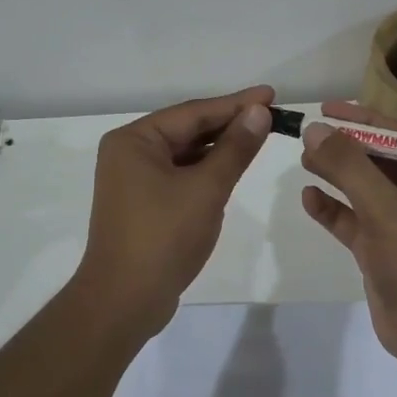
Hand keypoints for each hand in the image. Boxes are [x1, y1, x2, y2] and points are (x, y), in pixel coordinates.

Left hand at [73, 85, 275, 338]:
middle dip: (229, 124)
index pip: (194, 112)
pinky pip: (180, 175)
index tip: (271, 95)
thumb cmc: (163, 237)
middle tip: (271, 116)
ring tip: (259, 137)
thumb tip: (259, 112)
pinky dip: (206, 170)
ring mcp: (134, 180)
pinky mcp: (143, 204)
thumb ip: (235, 148)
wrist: (124, 300)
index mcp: (135, 140)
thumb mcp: (206, 188)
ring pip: (186, 153)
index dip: (236, 103)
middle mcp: (130, 153)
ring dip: (220, 147)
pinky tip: (232, 168)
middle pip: (188, 129)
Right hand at [298, 100, 396, 366]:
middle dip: (345, 147)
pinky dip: (334, 209)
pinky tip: (309, 199)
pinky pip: (355, 220)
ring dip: (336, 174)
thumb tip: (316, 130)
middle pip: (380, 160)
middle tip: (307, 134)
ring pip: (365, 189)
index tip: (327, 109)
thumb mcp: (385, 210)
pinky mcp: (384, 248)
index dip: (363, 120)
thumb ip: (349, 167)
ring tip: (303, 158)